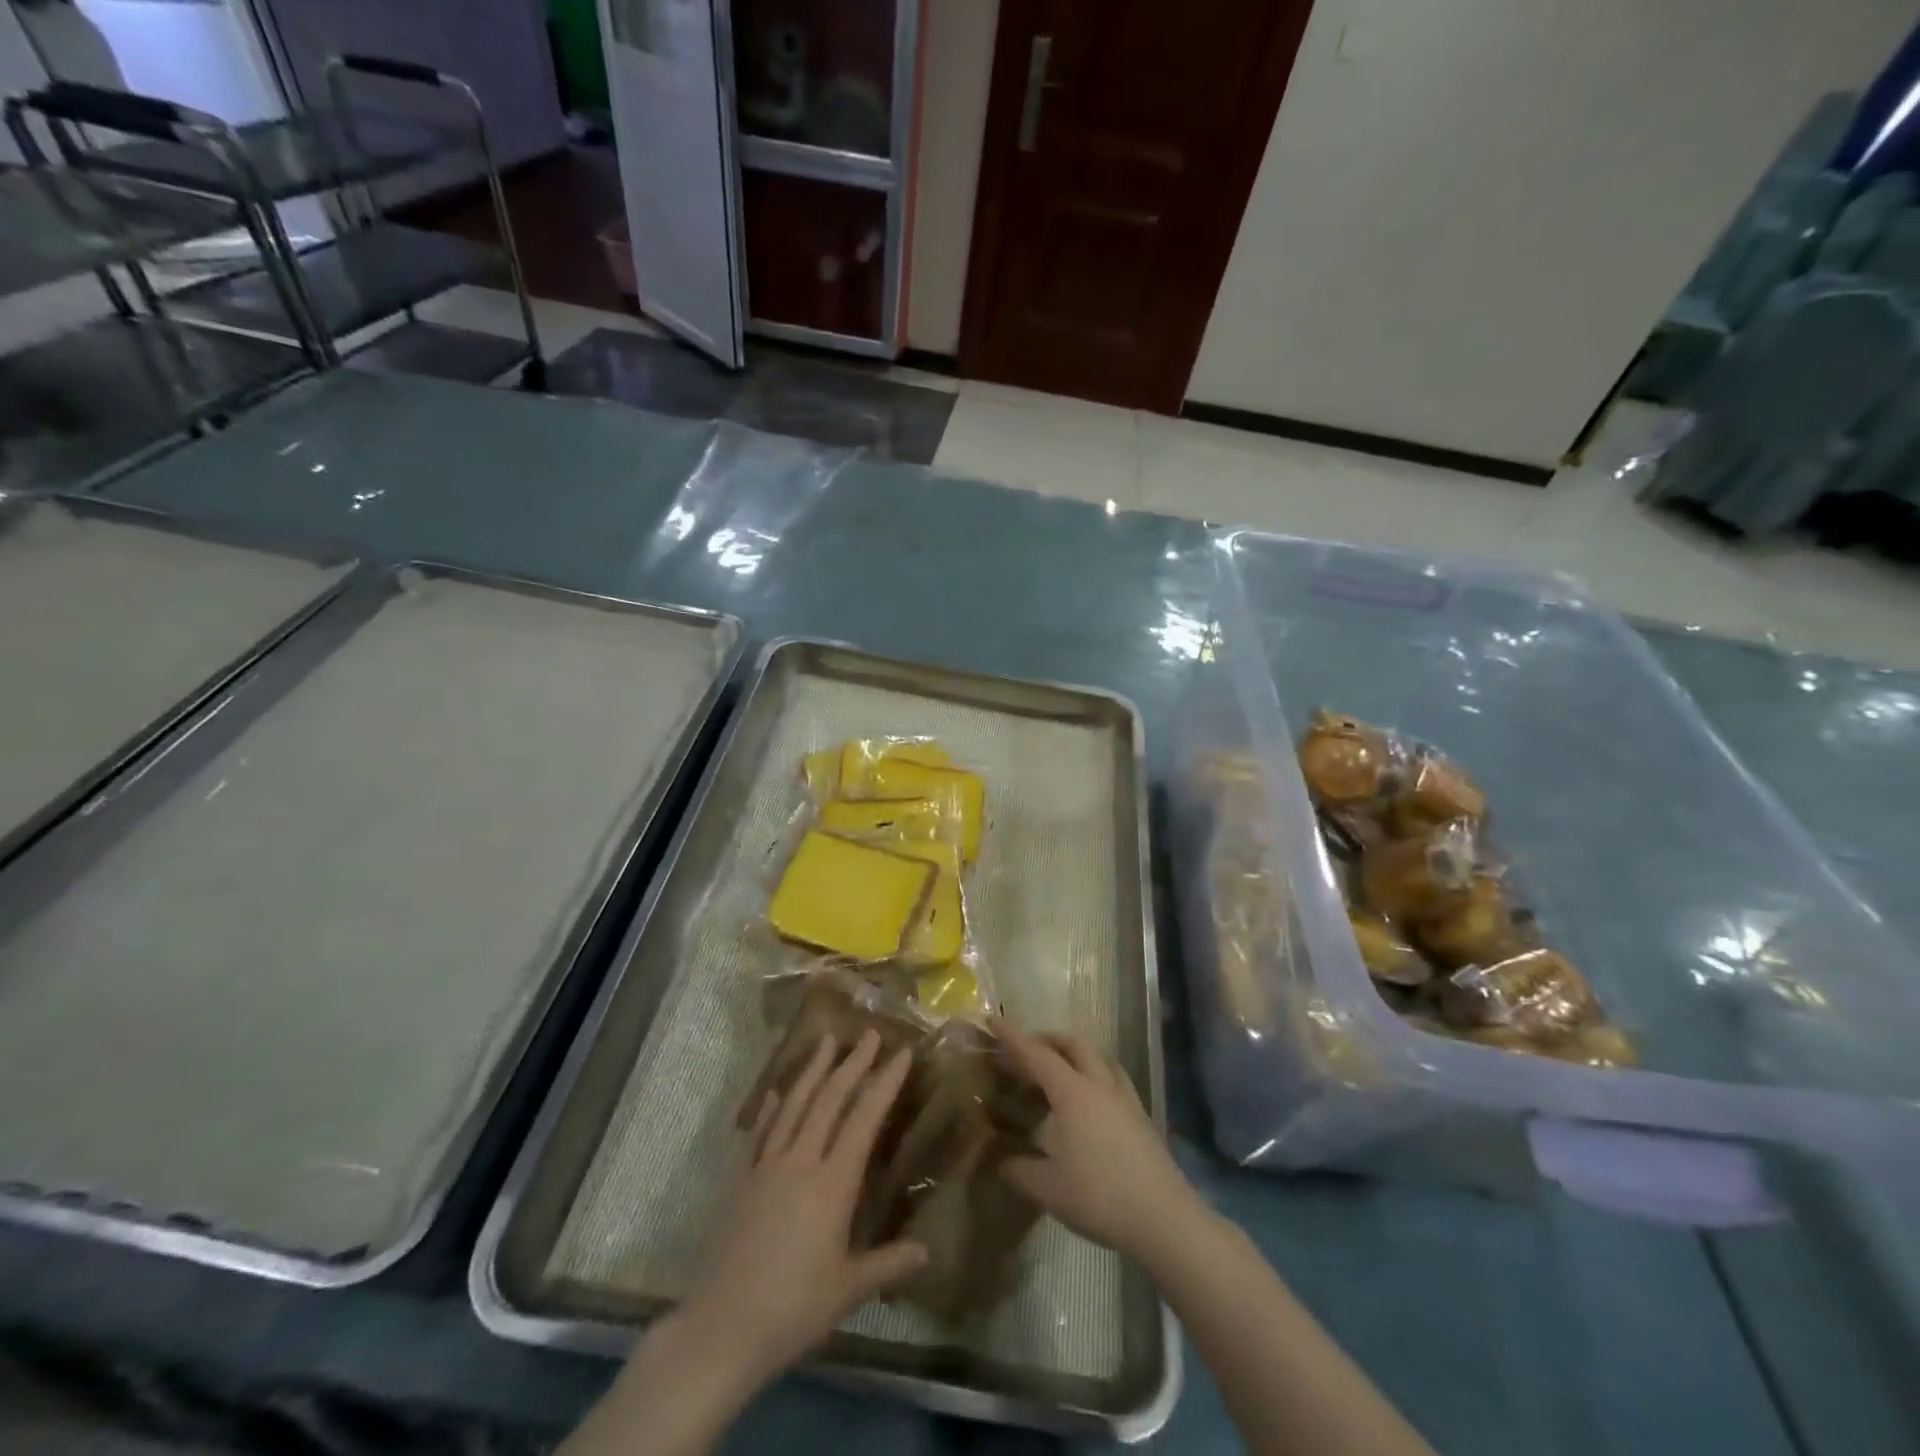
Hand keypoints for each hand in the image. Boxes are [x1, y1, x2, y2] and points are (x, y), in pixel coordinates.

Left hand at [677, 1029, 926, 1388]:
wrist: (722, 1328)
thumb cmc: (794, 1309)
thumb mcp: (848, 1289)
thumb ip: (888, 1264)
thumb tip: (927, 1251)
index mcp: (833, 1183)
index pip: (864, 1119)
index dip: (884, 1083)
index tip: (901, 1053)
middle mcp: (801, 1161)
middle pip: (830, 1099)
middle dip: (853, 1063)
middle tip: (869, 1033)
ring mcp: (767, 1166)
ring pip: (794, 1105)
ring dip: (812, 1070)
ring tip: (826, 1041)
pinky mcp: (742, 1180)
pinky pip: (760, 1133)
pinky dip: (771, 1108)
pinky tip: (776, 1093)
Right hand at [993, 1018, 1202, 1262]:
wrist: (1163, 1217)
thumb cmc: (1099, 1196)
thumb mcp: (1048, 1188)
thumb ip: (1020, 1170)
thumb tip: (1002, 1161)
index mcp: (1072, 1092)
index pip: (1036, 1054)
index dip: (1012, 1036)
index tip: (993, 1020)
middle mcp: (1098, 1083)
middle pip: (1073, 1043)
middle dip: (1047, 1038)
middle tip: (1026, 1049)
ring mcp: (1124, 1097)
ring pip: (1098, 1056)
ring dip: (1074, 1052)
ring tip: (1058, 1068)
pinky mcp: (1140, 1115)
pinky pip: (1113, 1077)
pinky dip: (1094, 1072)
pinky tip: (1090, 1098)